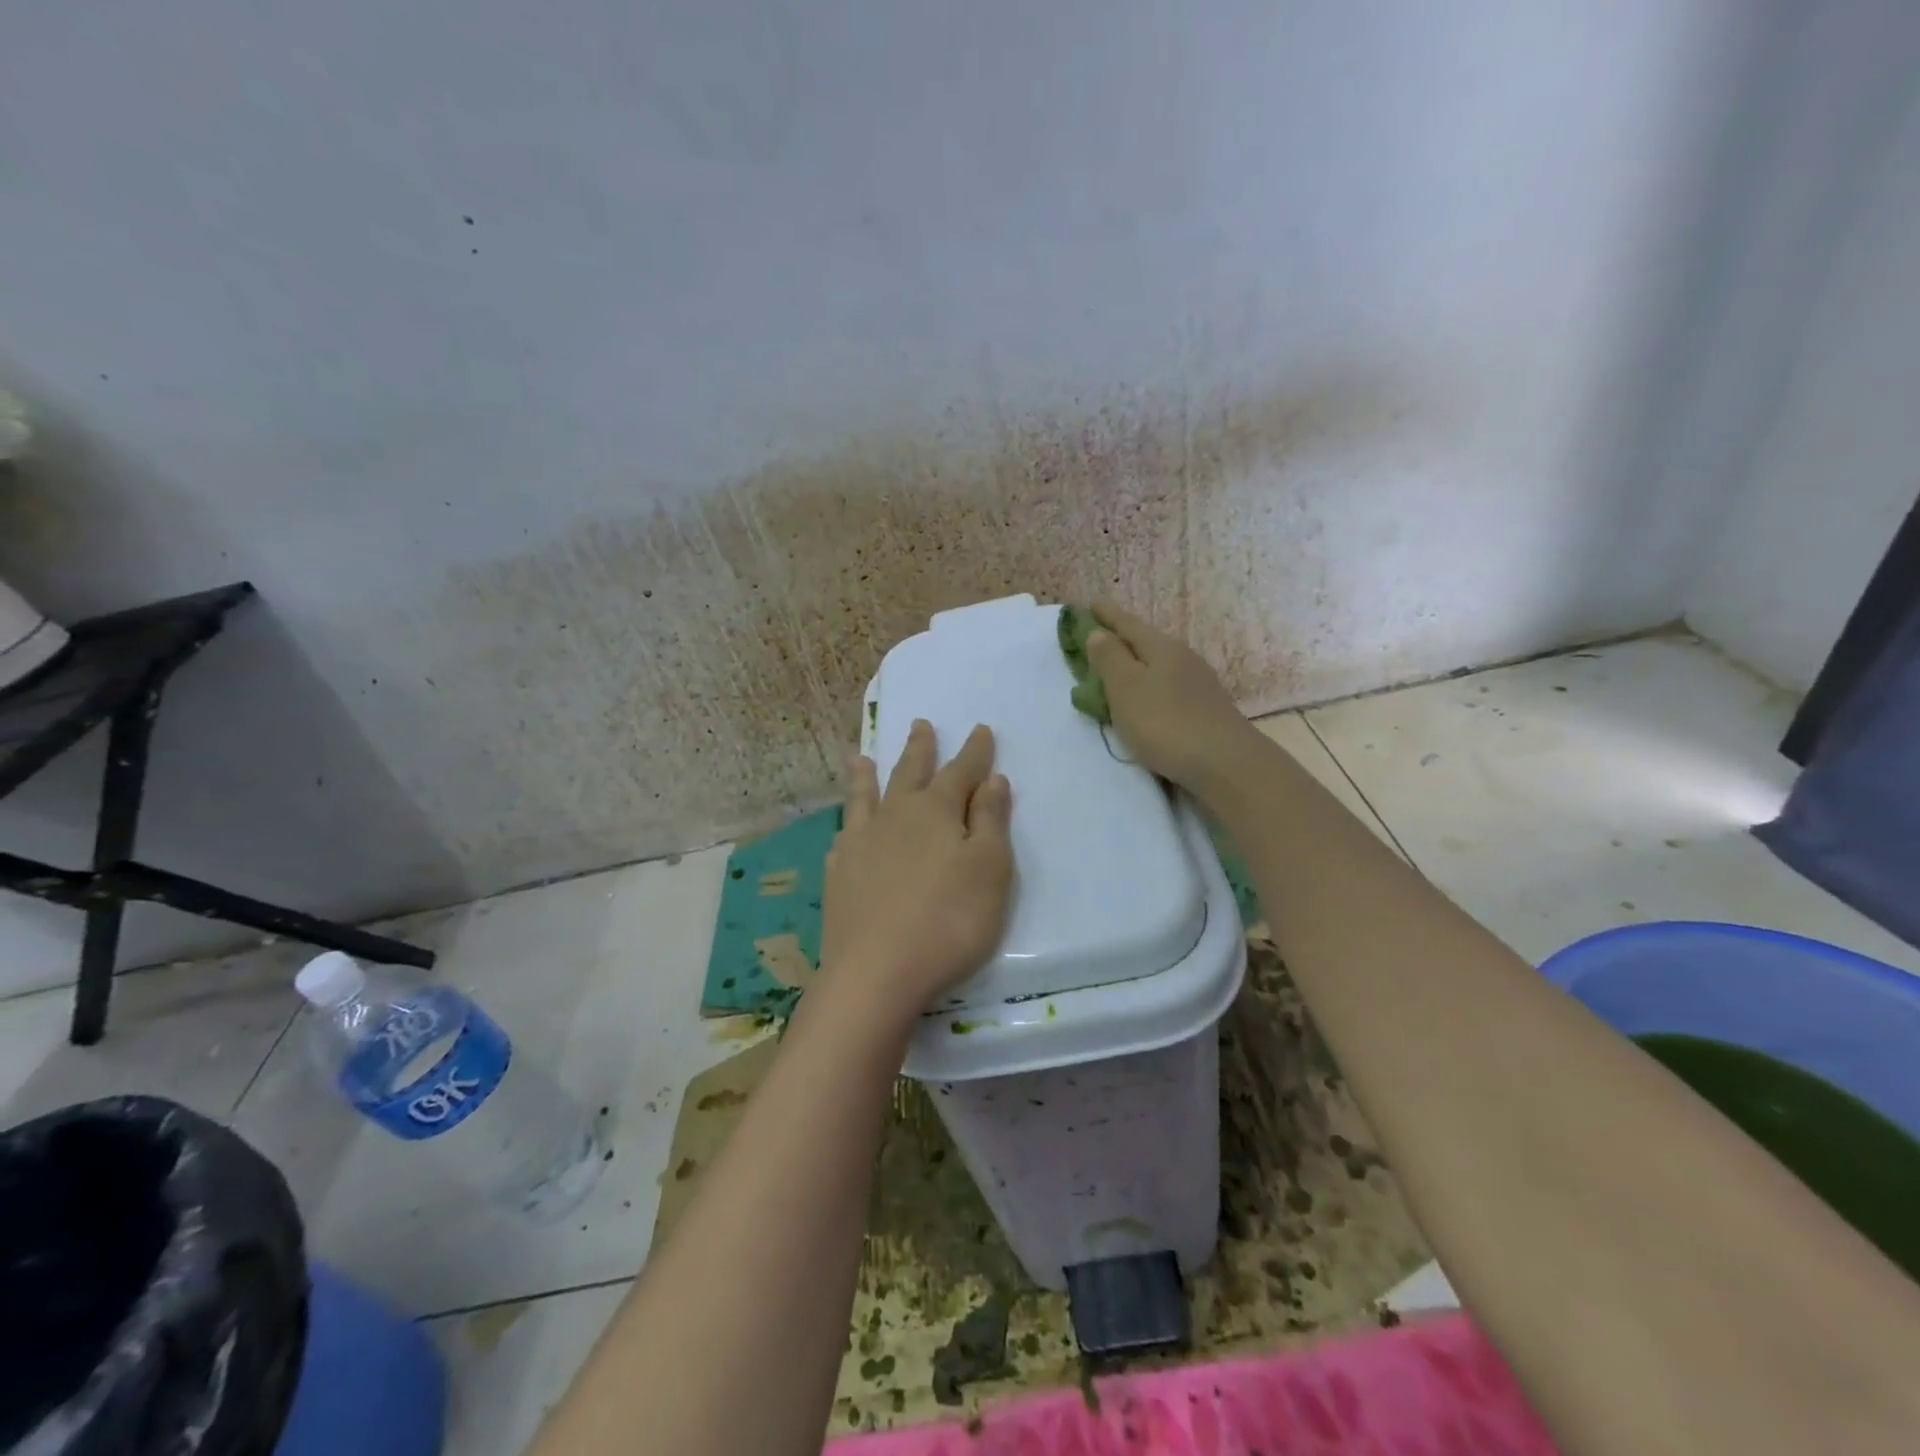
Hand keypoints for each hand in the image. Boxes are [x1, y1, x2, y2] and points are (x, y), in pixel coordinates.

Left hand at [817, 721, 1013, 1031]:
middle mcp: (894, 816)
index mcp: (935, 811)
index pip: (960, 771)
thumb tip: (993, 779)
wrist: (876, 972)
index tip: (979, 729)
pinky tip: (846, 826)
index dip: (974, 752)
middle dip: (920, 749)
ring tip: (861, 757)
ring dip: (868, 774)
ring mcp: (860, 843)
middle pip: (909, 773)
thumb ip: (990, 821)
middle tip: (921, 724)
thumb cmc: (948, 921)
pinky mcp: (838, 873)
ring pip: (866, 796)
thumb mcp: (989, 870)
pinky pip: (843, 834)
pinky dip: (848, 821)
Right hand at [1086, 600, 1258, 792]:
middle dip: (1123, 639)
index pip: (1128, 624)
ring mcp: (1199, 684)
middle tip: (1101, 636)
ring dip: (1138, 665)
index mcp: (1161, 647)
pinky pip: (1169, 687)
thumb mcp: (1126, 688)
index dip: (1107, 615)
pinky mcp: (1205, 709)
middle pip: (1146, 642)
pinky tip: (1148, 699)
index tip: (1092, 602)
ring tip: (1120, 670)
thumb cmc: (1165, 722)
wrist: (1225, 764)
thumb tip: (1099, 632)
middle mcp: (1183, 658)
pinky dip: (1151, 687)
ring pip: (1159, 665)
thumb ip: (1110, 659)